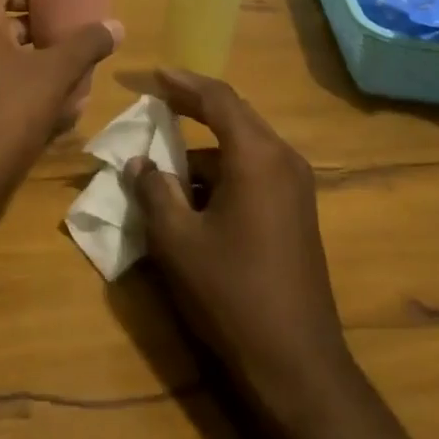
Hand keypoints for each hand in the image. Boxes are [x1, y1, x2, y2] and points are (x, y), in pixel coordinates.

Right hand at [127, 69, 353, 409]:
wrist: (297, 364)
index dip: (183, 82)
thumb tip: (140, 162)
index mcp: (257, 155)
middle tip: (157, 103)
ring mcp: (296, 186)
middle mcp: (283, 159)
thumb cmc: (232, 295)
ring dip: (206, 149)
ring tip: (166, 165)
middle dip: (194, 108)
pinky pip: (255, 171)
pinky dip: (223, 173)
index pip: (218, 98)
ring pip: (243, 147)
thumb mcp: (178, 242)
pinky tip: (195, 198)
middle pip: (235, 116)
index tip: (153, 74)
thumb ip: (154, 192)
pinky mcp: (298, 211)